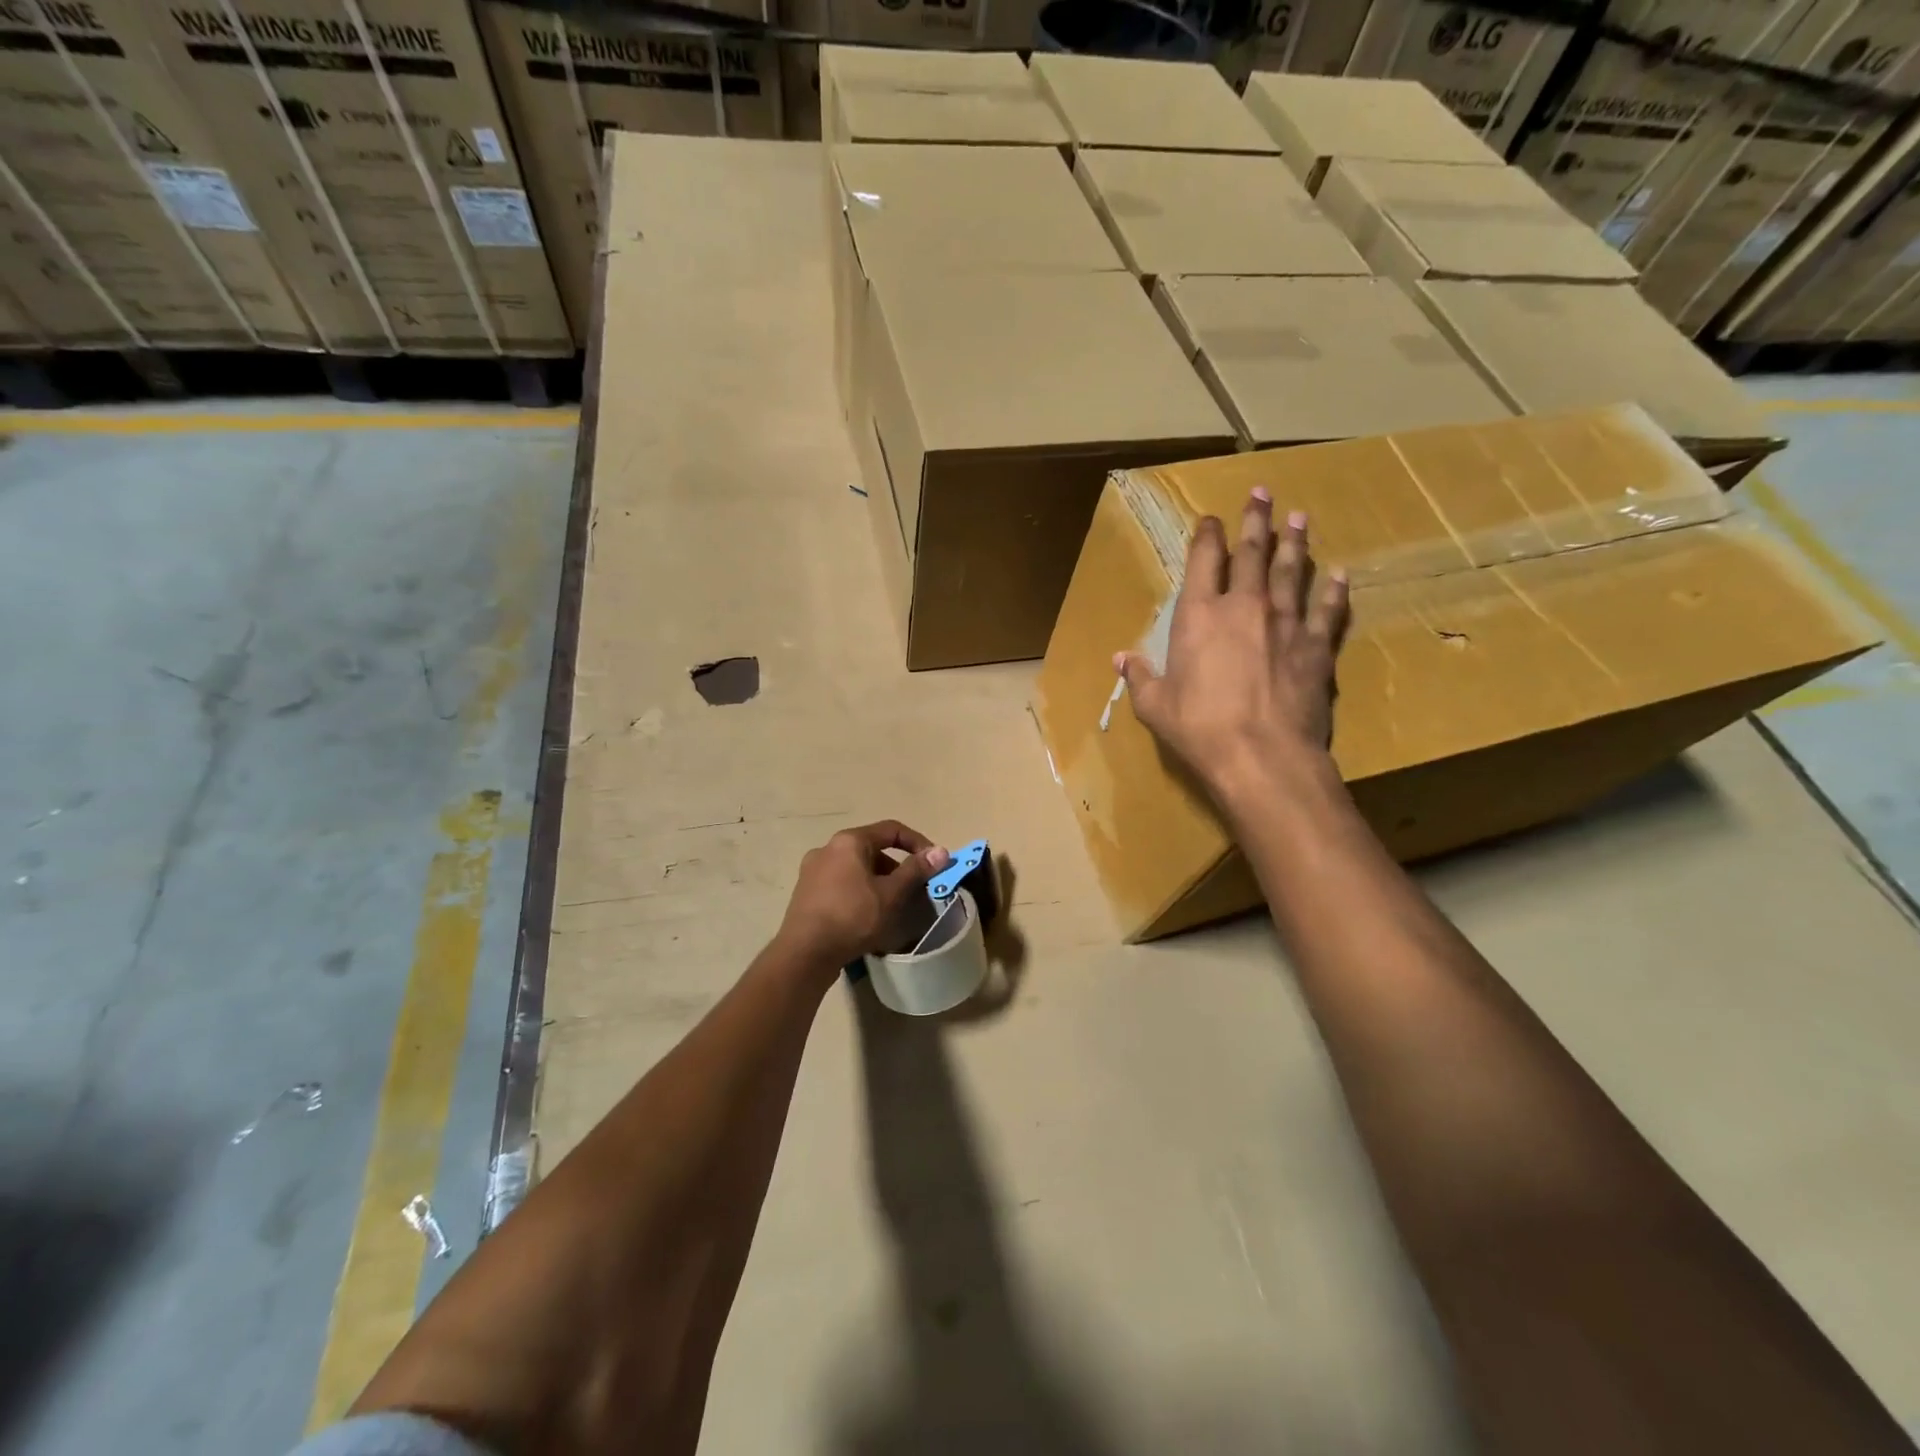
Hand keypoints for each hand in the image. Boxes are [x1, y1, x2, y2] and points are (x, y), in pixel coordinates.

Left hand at [778, 821, 949, 966]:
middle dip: (897, 868)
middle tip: (913, 890)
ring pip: (856, 869)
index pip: (891, 830)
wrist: (805, 953)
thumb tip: (941, 851)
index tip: (934, 863)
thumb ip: (916, 870)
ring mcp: (812, 871)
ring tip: (892, 907)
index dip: (917, 843)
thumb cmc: (852, 917)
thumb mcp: (891, 894)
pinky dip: (859, 892)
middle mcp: (827, 849)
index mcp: (849, 841)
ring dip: (878, 882)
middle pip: (872, 849)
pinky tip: (867, 917)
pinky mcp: (806, 893)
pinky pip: (841, 884)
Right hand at [1118, 490, 1349, 804]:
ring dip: (1294, 542)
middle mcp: (1243, 607)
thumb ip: (1140, 676)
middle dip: (1255, 520)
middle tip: (1263, 493)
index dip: (1207, 535)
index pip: (1203, 561)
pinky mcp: (1316, 646)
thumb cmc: (1199, 728)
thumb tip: (1121, 658)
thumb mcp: (1155, 706)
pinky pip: (1327, 610)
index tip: (1212, 518)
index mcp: (1199, 616)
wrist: (1262, 755)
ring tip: (1299, 518)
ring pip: (1292, 571)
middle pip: (1251, 553)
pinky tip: (1339, 575)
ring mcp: (1285, 623)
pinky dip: (1333, 591)